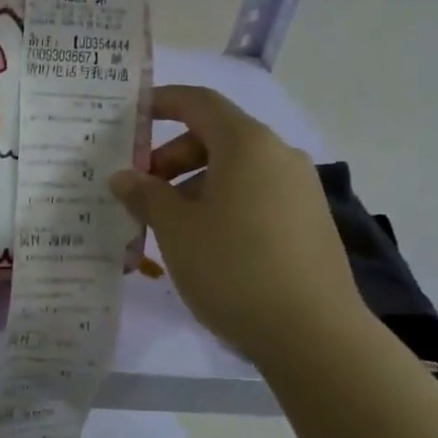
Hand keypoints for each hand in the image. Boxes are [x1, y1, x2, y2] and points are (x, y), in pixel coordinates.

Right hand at [110, 85, 369, 362]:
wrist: (313, 334)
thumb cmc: (233, 268)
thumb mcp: (176, 230)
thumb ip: (146, 195)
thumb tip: (124, 176)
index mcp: (246, 144)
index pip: (199, 102)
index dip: (162, 102)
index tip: (131, 117)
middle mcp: (279, 156)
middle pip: (216, 137)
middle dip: (172, 157)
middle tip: (141, 191)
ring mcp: (300, 189)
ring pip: (235, 171)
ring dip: (194, 186)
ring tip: (167, 226)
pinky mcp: (309, 222)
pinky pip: (255, 196)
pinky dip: (222, 204)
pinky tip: (204, 244)